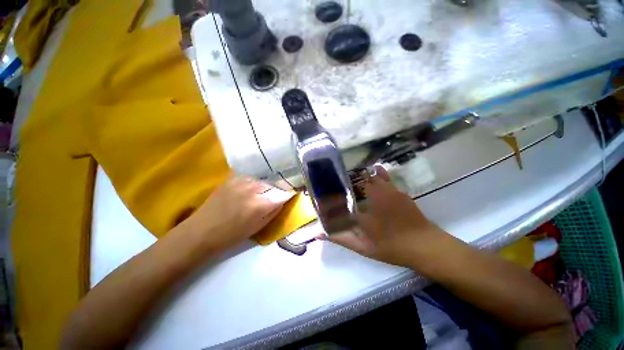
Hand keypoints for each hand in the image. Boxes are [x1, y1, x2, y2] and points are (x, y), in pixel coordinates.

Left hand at [173, 175, 288, 252]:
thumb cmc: (232, 234)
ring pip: (263, 179)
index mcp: (262, 203)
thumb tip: (283, 199)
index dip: (288, 194)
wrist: (202, 230)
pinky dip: (255, 181)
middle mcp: (254, 188)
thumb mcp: (259, 227)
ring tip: (263, 191)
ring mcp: (243, 181)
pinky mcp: (233, 178)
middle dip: (278, 189)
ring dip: (267, 184)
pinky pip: (251, 176)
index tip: (290, 195)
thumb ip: (274, 211)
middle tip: (277, 194)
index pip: (284, 193)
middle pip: (274, 184)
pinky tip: (251, 187)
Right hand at [330, 166, 448, 267]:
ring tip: (350, 174)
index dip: (330, 193)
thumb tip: (318, 234)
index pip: (339, 197)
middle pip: (353, 183)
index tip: (324, 190)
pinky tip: (374, 168)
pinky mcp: (397, 191)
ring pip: (368, 178)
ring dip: (359, 176)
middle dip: (344, 181)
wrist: (424, 245)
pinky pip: (384, 177)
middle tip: (336, 181)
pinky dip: (378, 172)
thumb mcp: (363, 247)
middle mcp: (371, 197)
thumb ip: (341, 238)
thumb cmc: (391, 247)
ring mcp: (386, 191)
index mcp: (360, 210)